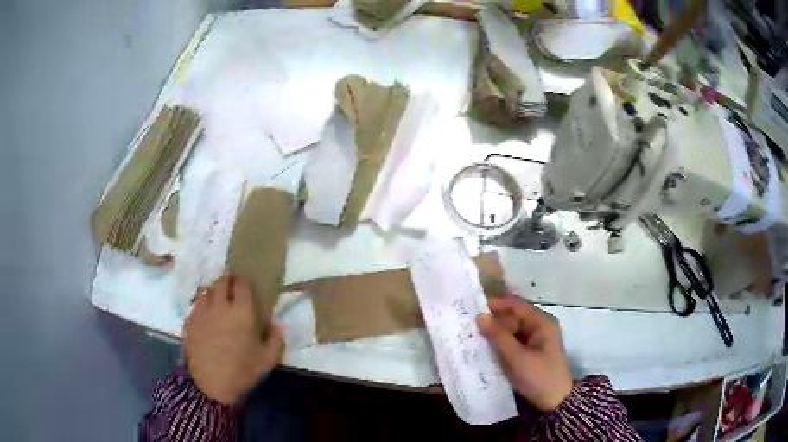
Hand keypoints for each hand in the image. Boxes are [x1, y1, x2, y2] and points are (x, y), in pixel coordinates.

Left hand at [184, 275, 283, 405]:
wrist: (212, 386)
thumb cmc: (243, 372)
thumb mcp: (267, 360)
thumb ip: (275, 339)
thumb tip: (276, 323)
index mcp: (242, 312)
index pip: (241, 284)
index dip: (242, 282)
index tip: (244, 285)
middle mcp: (220, 306)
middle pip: (221, 282)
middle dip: (226, 281)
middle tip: (230, 288)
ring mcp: (201, 312)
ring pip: (205, 290)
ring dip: (212, 291)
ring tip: (216, 300)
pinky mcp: (189, 321)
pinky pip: (195, 306)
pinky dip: (201, 306)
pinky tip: (205, 317)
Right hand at [477, 295, 572, 411]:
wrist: (554, 401)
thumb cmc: (538, 376)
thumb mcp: (517, 358)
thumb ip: (498, 336)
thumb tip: (479, 316)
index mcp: (541, 322)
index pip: (516, 304)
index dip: (495, 304)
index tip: (471, 306)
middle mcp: (539, 326)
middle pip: (512, 316)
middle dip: (492, 320)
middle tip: (467, 325)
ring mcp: (535, 339)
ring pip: (510, 330)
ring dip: (494, 333)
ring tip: (471, 335)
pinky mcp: (530, 351)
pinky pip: (512, 341)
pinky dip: (499, 343)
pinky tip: (484, 347)